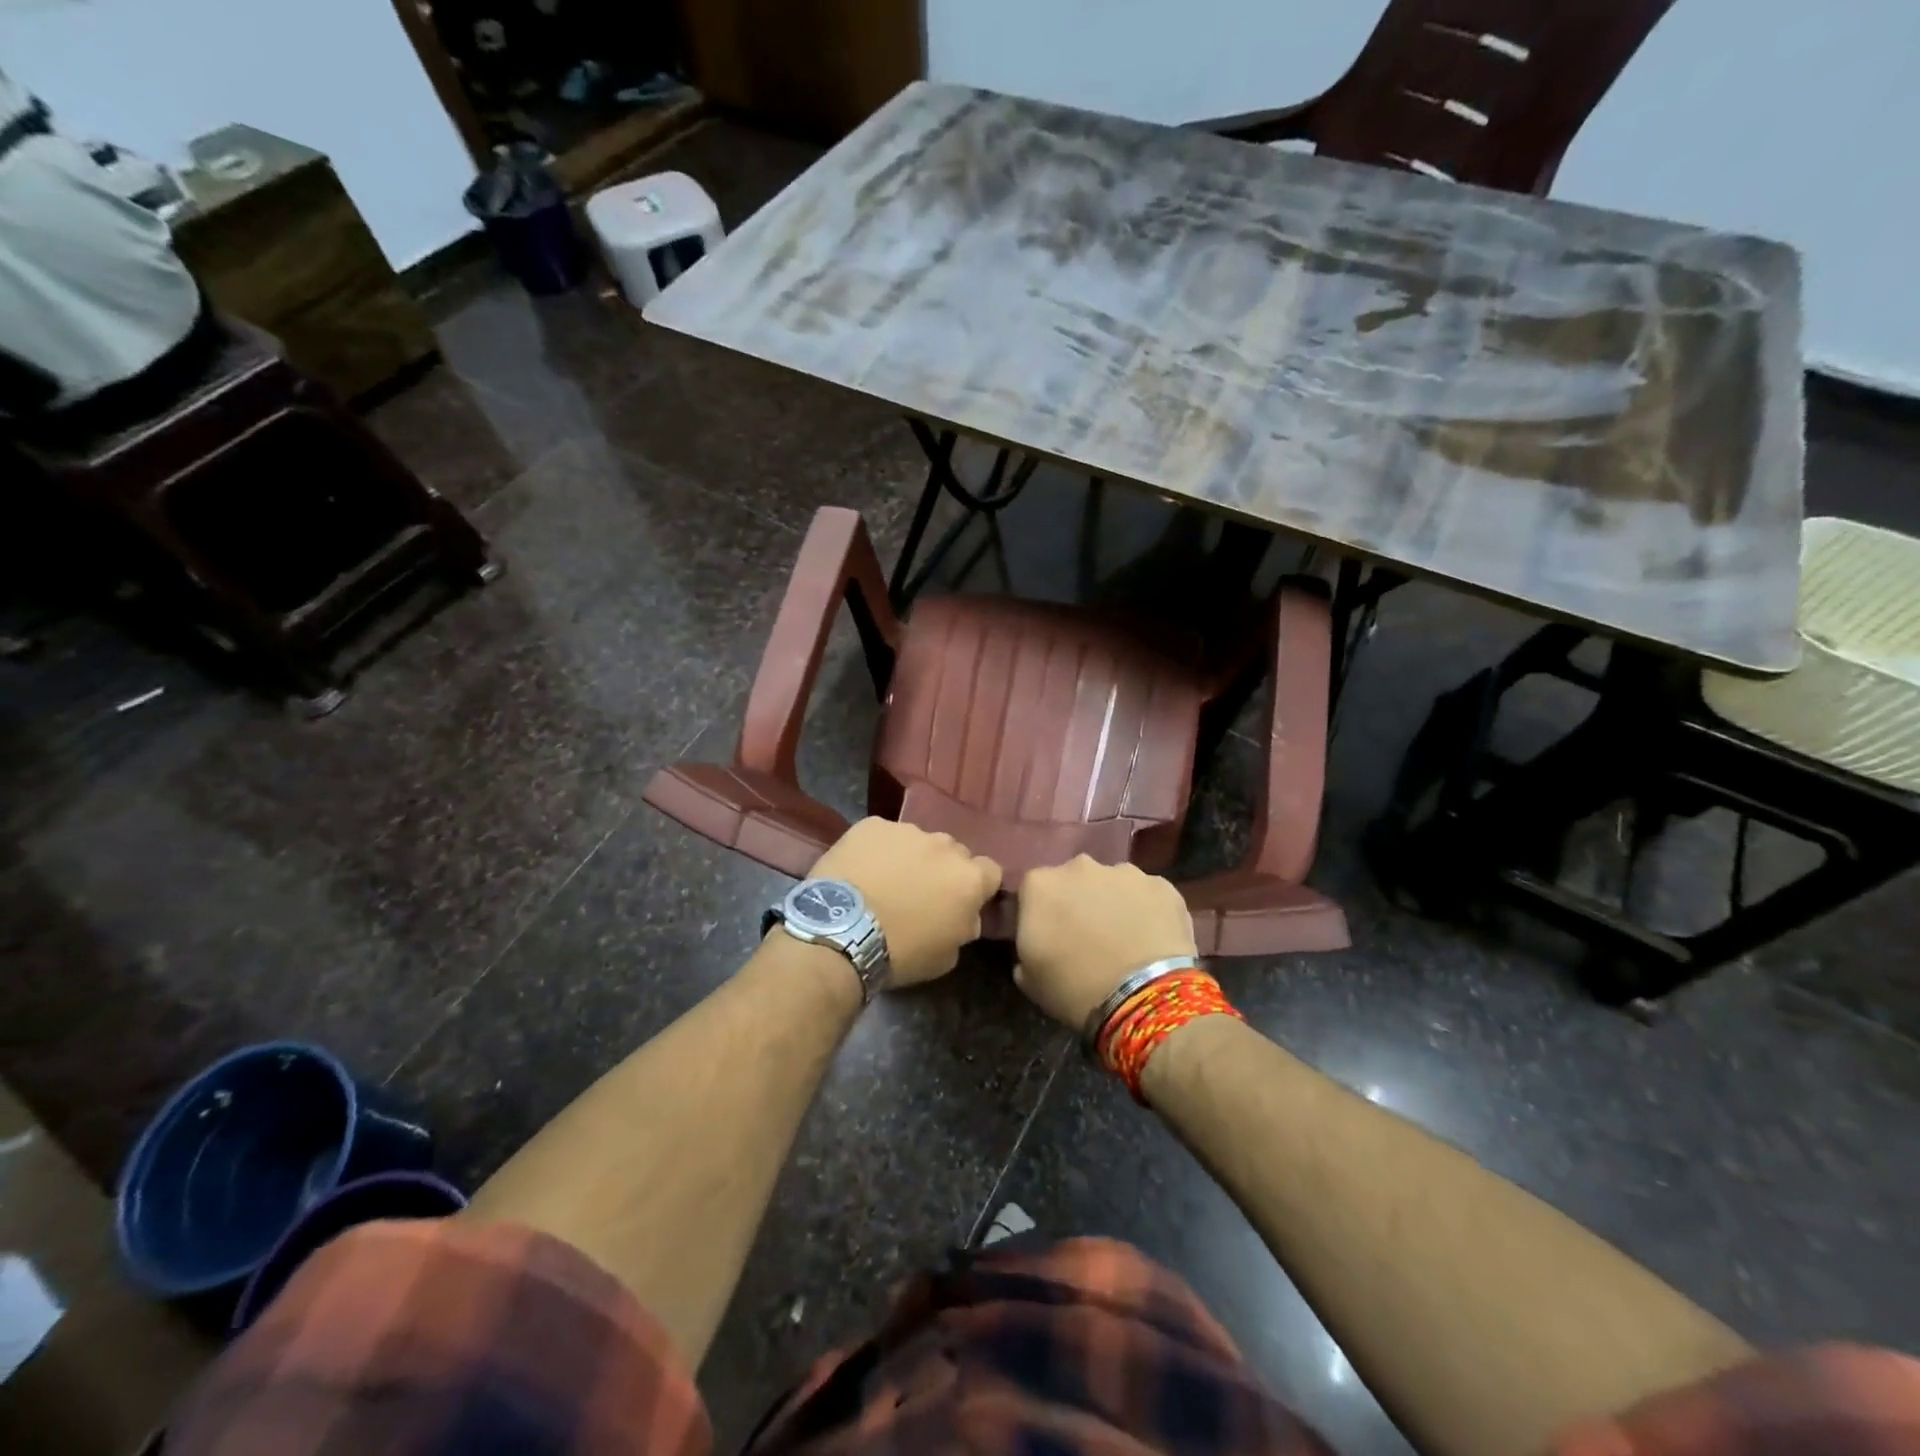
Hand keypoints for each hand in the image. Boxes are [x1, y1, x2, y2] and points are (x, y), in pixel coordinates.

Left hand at [810, 819, 1001, 985]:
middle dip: (942, 869)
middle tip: (919, 893)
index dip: (977, 886)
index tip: (959, 901)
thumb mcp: (946, 956)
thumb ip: (964, 926)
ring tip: (885, 881)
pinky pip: (883, 835)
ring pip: (917, 841)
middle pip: (953, 852)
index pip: (990, 871)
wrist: (841, 933)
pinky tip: (860, 871)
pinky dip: (877, 850)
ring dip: (910, 857)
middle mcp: (944, 845)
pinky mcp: (872, 825)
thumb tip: (964, 915)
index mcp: (969, 878)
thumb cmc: (900, 952)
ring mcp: (907, 830)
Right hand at [1014, 856, 1197, 1029]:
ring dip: (1113, 903)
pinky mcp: (1162, 885)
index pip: (1032, 891)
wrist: (1143, 997)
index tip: (1050, 936)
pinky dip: (1147, 911)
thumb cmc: (1075, 988)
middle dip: (1078, 901)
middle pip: (1073, 880)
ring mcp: (1125, 872)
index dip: (1040, 913)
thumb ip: (1025, 947)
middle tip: (1086, 936)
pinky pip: (1147, 895)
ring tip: (1123, 939)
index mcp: (1041, 884)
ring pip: (1113, 884)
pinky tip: (1151, 939)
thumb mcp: (1028, 977)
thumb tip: (1037, 941)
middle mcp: (1080, 867)